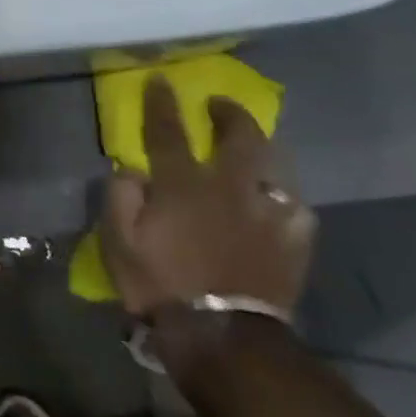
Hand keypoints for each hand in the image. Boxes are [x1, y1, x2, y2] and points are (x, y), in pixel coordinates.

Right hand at [99, 76, 316, 319]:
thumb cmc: (159, 283)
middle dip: (229, 115)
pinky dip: (285, 200)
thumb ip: (120, 196)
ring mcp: (268, 216)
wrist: (221, 336)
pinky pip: (297, 211)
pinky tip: (278, 203)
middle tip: (219, 105)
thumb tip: (131, 170)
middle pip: (240, 138)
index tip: (160, 80)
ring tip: (254, 150)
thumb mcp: (118, 239)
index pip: (169, 131)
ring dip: (263, 151)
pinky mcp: (293, 244)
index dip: (162, 103)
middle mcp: (230, 189)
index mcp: (183, 185)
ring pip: (276, 169)